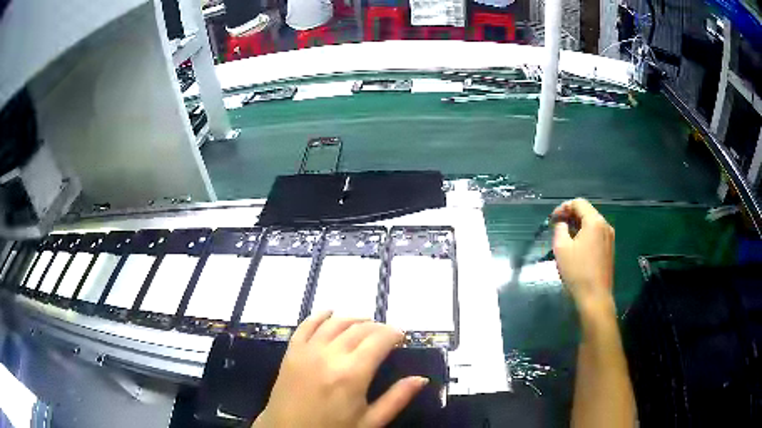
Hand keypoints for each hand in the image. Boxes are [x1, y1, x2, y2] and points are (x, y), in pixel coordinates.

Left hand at [253, 312, 427, 427]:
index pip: (379, 340)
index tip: (402, 336)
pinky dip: (319, 316)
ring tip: (365, 324)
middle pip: (359, 329)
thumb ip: (397, 398)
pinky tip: (330, 313)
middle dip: (377, 327)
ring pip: (335, 323)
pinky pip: (306, 325)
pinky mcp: (291, 352)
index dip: (393, 333)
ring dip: (353, 319)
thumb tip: (421, 378)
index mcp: (352, 374)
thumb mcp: (370, 422)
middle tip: (386, 334)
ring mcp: (307, 351)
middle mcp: (329, 355)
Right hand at [551, 198, 615, 314]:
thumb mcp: (561, 248)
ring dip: (578, 225)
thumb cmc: (577, 272)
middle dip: (570, 216)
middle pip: (587, 211)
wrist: (595, 297)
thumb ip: (560, 229)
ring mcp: (609, 237)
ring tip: (565, 237)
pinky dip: (585, 234)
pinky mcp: (610, 249)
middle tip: (556, 227)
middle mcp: (605, 225)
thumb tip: (562, 224)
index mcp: (594, 221)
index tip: (552, 219)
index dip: (563, 207)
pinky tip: (577, 247)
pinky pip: (596, 234)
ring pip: (592, 223)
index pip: (578, 203)